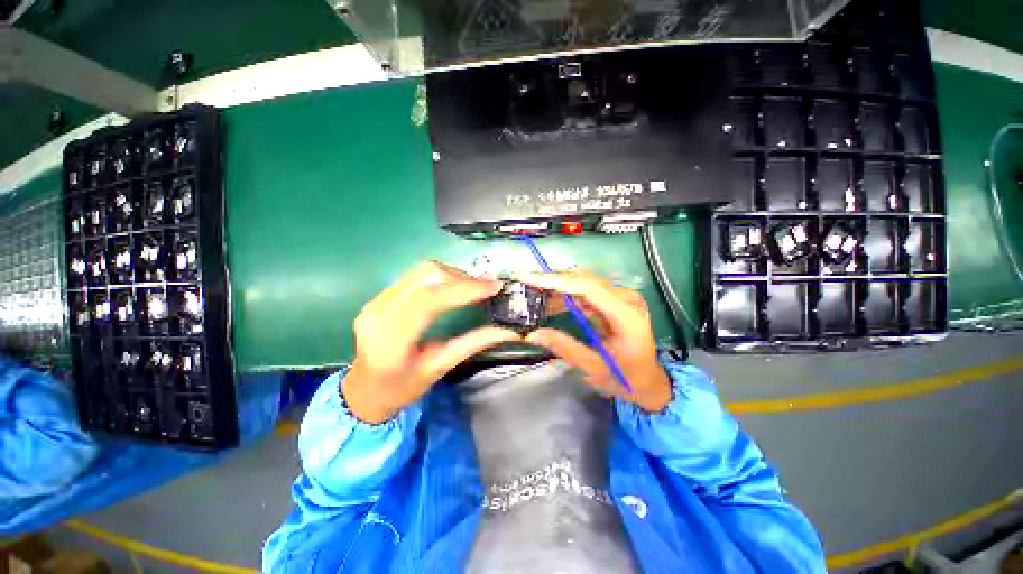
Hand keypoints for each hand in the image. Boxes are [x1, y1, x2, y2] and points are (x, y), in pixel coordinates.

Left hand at [343, 261, 521, 423]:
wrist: (363, 392)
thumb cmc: (402, 388)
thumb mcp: (441, 368)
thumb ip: (473, 344)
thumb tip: (509, 331)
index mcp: (391, 338)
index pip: (430, 300)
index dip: (465, 289)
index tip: (494, 286)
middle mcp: (379, 312)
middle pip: (425, 276)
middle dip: (461, 277)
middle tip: (486, 288)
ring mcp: (375, 301)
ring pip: (420, 271)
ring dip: (452, 274)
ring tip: (473, 287)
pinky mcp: (379, 297)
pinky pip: (414, 277)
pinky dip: (440, 278)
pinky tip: (453, 288)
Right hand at [519, 270, 672, 412]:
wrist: (649, 382)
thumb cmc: (626, 379)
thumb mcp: (595, 369)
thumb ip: (565, 348)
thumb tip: (533, 335)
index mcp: (627, 315)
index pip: (588, 287)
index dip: (557, 280)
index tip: (529, 278)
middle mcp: (626, 299)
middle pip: (585, 280)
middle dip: (553, 281)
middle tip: (525, 285)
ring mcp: (621, 298)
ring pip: (583, 283)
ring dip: (558, 288)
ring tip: (534, 296)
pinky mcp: (614, 302)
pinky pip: (586, 292)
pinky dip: (566, 296)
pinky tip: (551, 304)